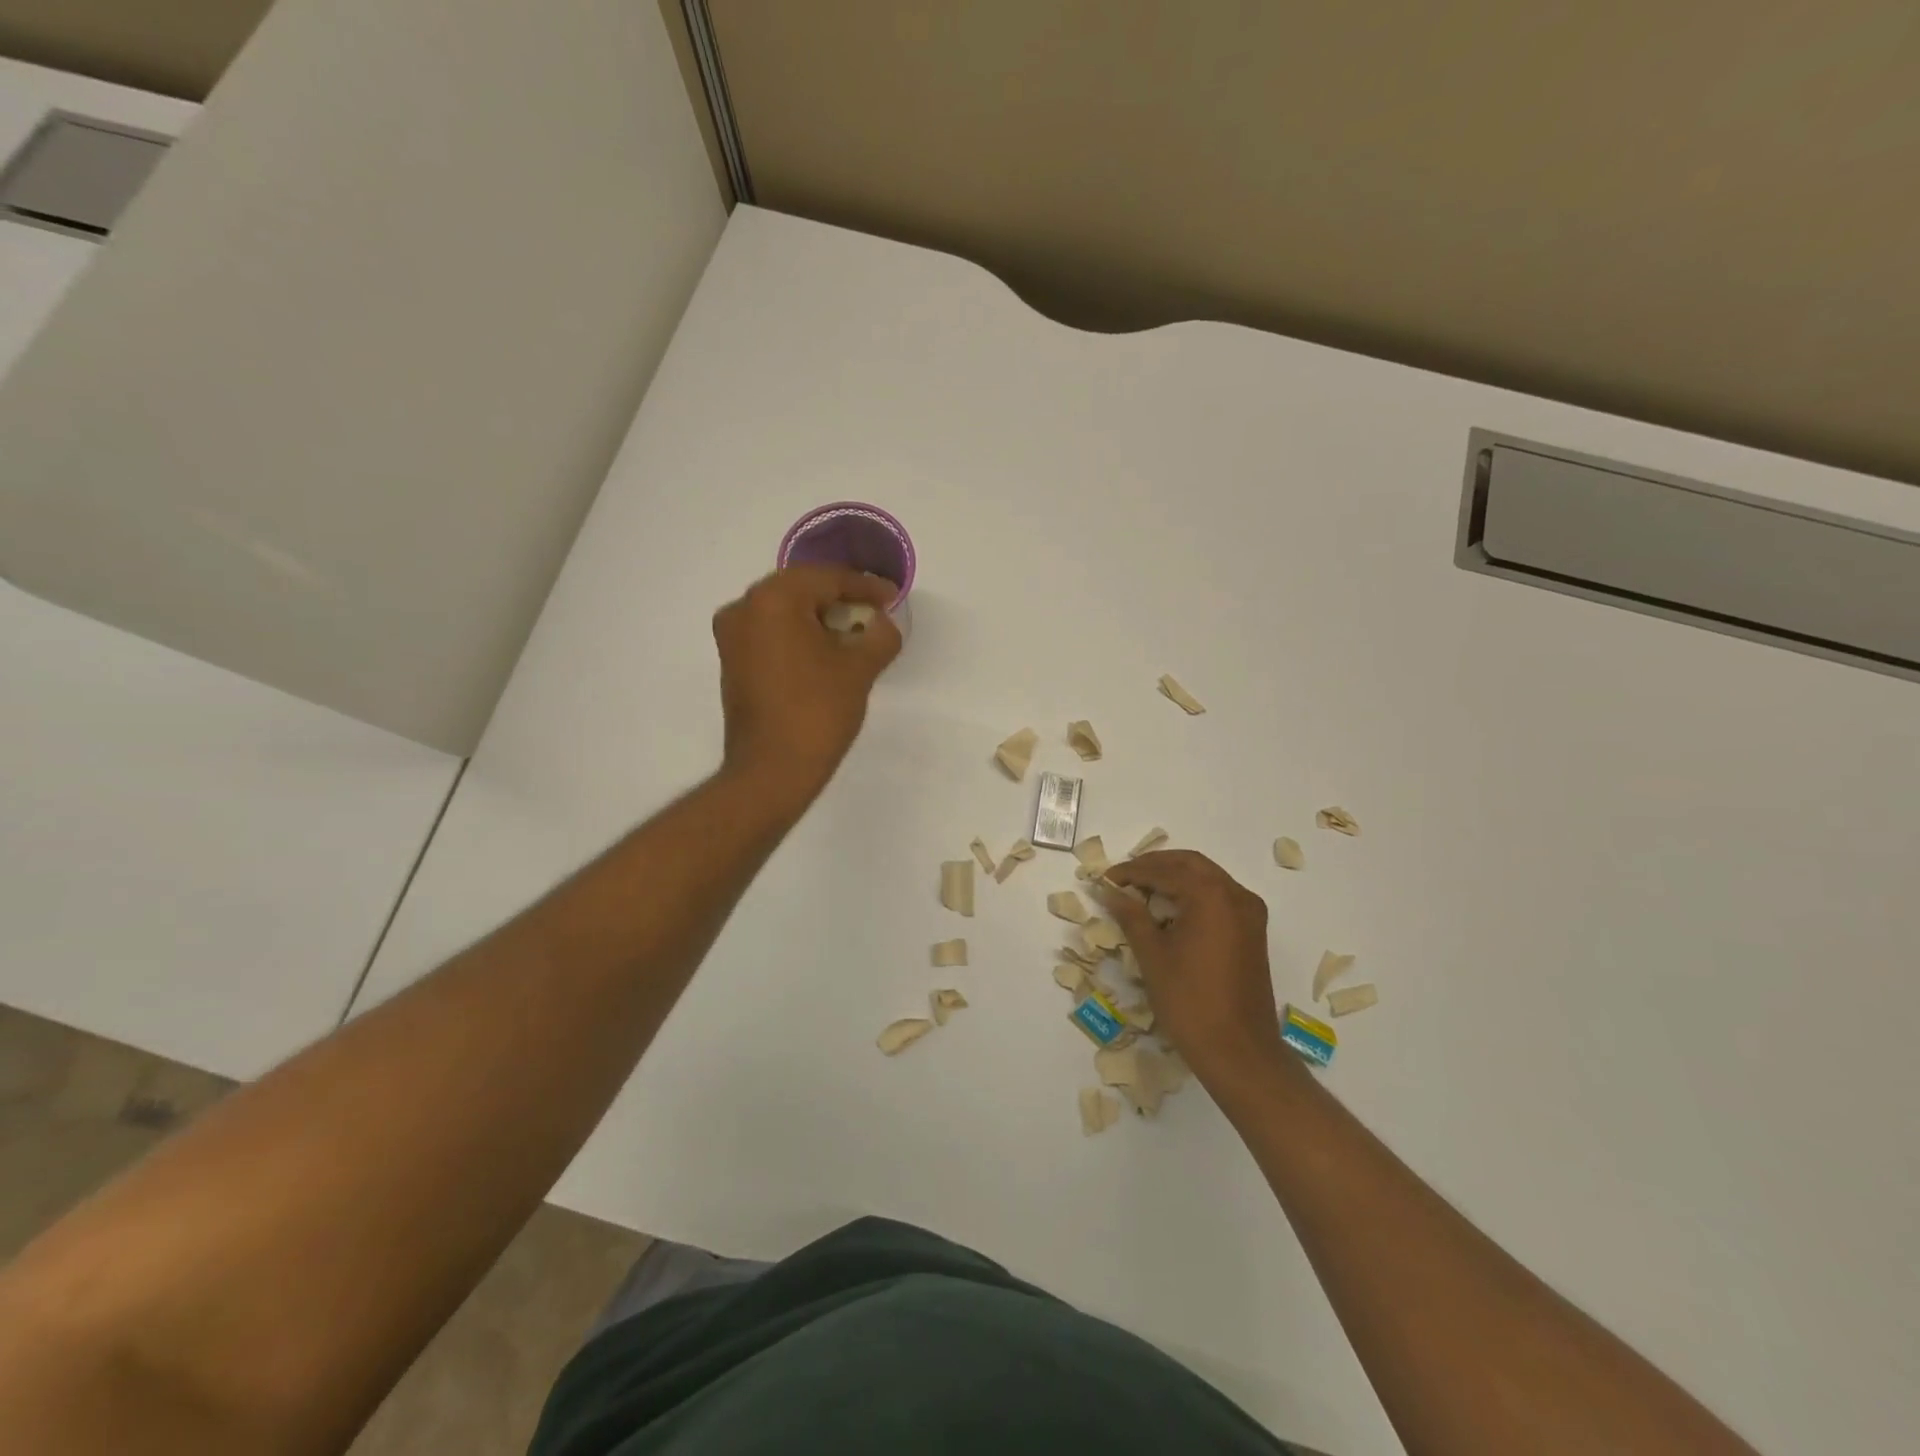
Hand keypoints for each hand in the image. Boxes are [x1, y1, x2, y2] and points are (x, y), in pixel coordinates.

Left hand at [712, 566, 901, 801]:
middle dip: (841, 597)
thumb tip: (882, 623)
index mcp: (773, 599)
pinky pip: (771, 632)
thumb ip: (880, 634)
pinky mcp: (732, 661)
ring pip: (785, 611)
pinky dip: (799, 634)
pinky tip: (826, 649)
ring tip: (854, 631)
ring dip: (819, 616)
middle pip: (802, 589)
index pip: (828, 578)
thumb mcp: (860, 668)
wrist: (772, 769)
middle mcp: (744, 607)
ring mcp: (732, 635)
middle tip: (875, 610)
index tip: (892, 596)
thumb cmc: (818, 711)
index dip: (865, 586)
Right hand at [1102, 851, 1289, 1090]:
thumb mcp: (1153, 955)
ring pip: (1208, 878)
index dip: (1132, 872)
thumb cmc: (1190, 1001)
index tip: (1106, 879)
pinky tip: (1172, 910)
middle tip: (1125, 877)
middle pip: (1191, 864)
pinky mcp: (1254, 932)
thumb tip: (1111, 892)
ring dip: (1176, 877)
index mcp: (1211, 895)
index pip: (1165, 871)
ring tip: (1143, 890)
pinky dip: (1195, 894)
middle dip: (1156, 866)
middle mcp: (1236, 895)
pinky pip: (1221, 897)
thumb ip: (1131, 916)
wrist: (1240, 1052)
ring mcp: (1250, 913)